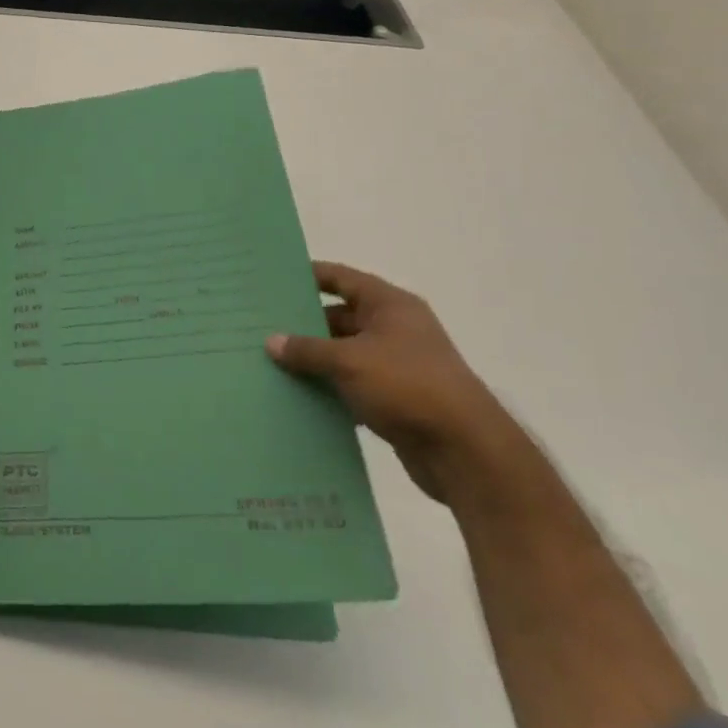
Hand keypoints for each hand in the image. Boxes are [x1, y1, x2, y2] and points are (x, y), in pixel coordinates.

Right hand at [267, 262, 517, 502]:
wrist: (465, 451)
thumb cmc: (407, 386)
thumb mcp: (349, 361)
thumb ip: (308, 349)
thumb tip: (271, 341)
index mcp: (390, 305)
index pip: (342, 278)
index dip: (309, 276)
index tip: (273, 279)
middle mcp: (395, 329)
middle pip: (340, 317)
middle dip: (304, 324)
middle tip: (261, 326)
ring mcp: (397, 365)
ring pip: (344, 354)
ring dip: (314, 360)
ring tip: (270, 362)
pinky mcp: (396, 399)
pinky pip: (352, 385)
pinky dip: (329, 389)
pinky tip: (298, 396)